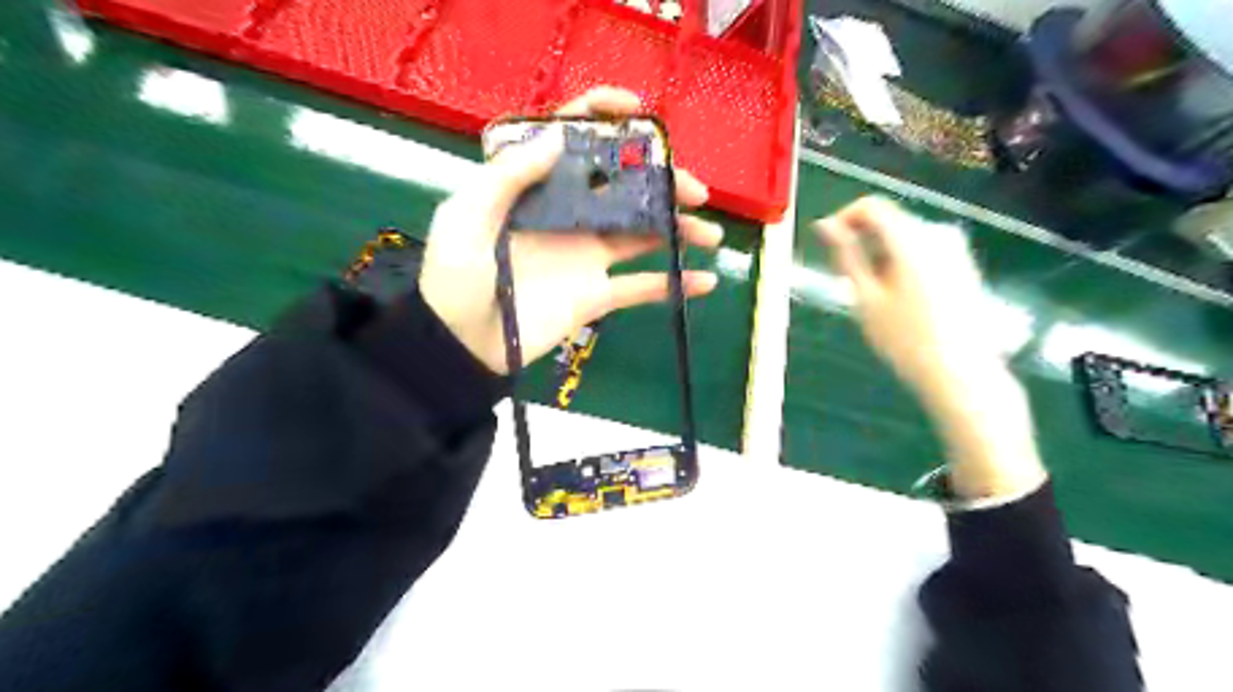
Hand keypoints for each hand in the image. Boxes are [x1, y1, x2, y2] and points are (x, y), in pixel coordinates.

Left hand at [421, 89, 723, 377]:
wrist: (462, 344)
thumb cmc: (456, 277)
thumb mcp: (467, 217)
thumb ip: (508, 176)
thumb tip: (557, 136)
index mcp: (537, 188)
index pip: (573, 141)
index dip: (604, 118)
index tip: (637, 112)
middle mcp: (569, 215)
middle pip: (623, 187)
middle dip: (662, 182)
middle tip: (696, 191)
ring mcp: (587, 255)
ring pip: (642, 233)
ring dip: (679, 230)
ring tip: (711, 234)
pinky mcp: (597, 294)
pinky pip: (642, 287)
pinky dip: (675, 284)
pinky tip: (707, 281)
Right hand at [818, 194, 1006, 404]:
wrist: (961, 372)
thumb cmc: (905, 339)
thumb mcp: (865, 298)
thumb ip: (845, 256)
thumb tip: (824, 225)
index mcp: (911, 240)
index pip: (871, 206)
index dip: (843, 219)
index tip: (827, 246)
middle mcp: (937, 234)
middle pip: (889, 221)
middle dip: (862, 242)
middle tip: (847, 279)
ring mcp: (955, 249)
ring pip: (903, 237)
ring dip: (880, 255)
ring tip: (873, 296)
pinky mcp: (963, 264)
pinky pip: (921, 250)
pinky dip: (901, 263)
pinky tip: (899, 300)